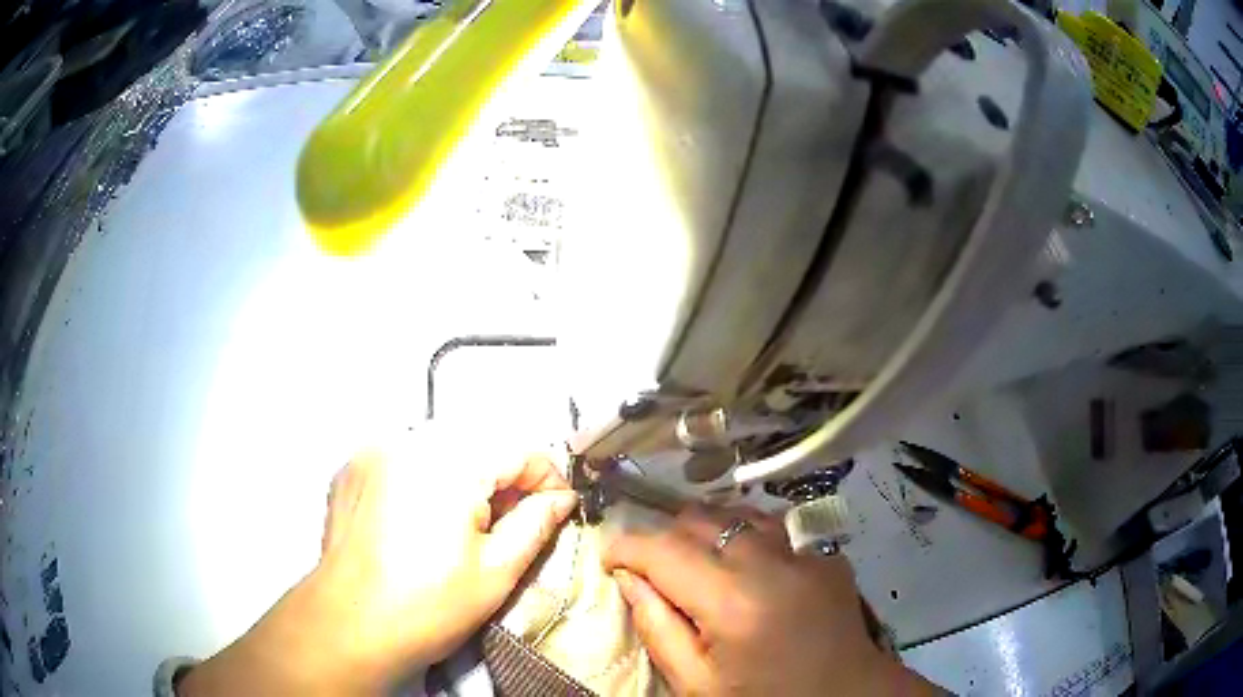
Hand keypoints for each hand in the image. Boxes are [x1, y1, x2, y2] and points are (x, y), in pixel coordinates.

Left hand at [180, 429, 577, 695]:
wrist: (349, 624)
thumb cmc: (427, 606)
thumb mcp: (497, 572)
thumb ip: (536, 525)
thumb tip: (560, 499)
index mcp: (452, 462)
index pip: (518, 450)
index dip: (546, 479)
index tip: (554, 509)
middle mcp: (409, 440)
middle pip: (478, 442)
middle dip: (503, 478)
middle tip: (508, 522)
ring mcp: (374, 450)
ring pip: (440, 446)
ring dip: (464, 475)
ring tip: (463, 523)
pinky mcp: (352, 467)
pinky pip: (402, 457)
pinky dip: (423, 477)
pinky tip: (420, 517)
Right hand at [603, 506, 938, 695]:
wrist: (844, 696)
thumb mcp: (697, 683)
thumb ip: (657, 627)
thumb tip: (629, 577)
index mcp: (733, 603)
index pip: (664, 551)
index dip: (626, 546)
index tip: (608, 557)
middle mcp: (771, 563)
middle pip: (700, 519)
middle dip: (665, 536)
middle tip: (653, 569)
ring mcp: (806, 553)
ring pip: (738, 513)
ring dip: (707, 531)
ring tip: (698, 564)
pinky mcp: (826, 555)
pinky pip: (774, 529)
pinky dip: (747, 538)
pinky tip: (747, 569)